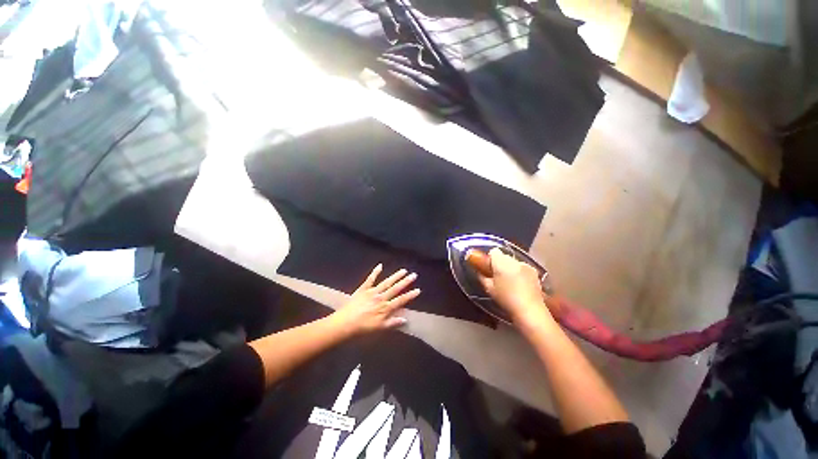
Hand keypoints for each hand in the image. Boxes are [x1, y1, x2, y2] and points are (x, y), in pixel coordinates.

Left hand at [333, 264, 419, 335]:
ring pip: (386, 282)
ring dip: (395, 276)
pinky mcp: (363, 289)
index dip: (410, 295)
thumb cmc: (363, 328)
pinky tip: (380, 265)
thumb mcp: (379, 328)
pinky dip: (375, 272)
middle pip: (395, 289)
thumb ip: (392, 323)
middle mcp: (381, 298)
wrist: (345, 323)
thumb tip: (405, 319)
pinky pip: (370, 279)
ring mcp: (372, 292)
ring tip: (403, 270)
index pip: (401, 300)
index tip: (418, 290)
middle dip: (406, 282)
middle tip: (414, 275)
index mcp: (385, 308)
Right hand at [478, 248, 551, 325]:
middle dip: (500, 264)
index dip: (490, 259)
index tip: (488, 269)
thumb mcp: (488, 288)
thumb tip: (480, 272)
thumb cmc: (505, 299)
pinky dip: (520, 273)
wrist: (530, 310)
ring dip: (510, 268)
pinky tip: (519, 286)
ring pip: (514, 262)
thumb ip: (482, 276)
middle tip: (497, 277)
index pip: (493, 251)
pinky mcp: (535, 273)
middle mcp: (515, 260)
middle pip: (504, 257)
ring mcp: (527, 266)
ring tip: (509, 283)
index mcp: (501, 262)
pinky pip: (523, 268)